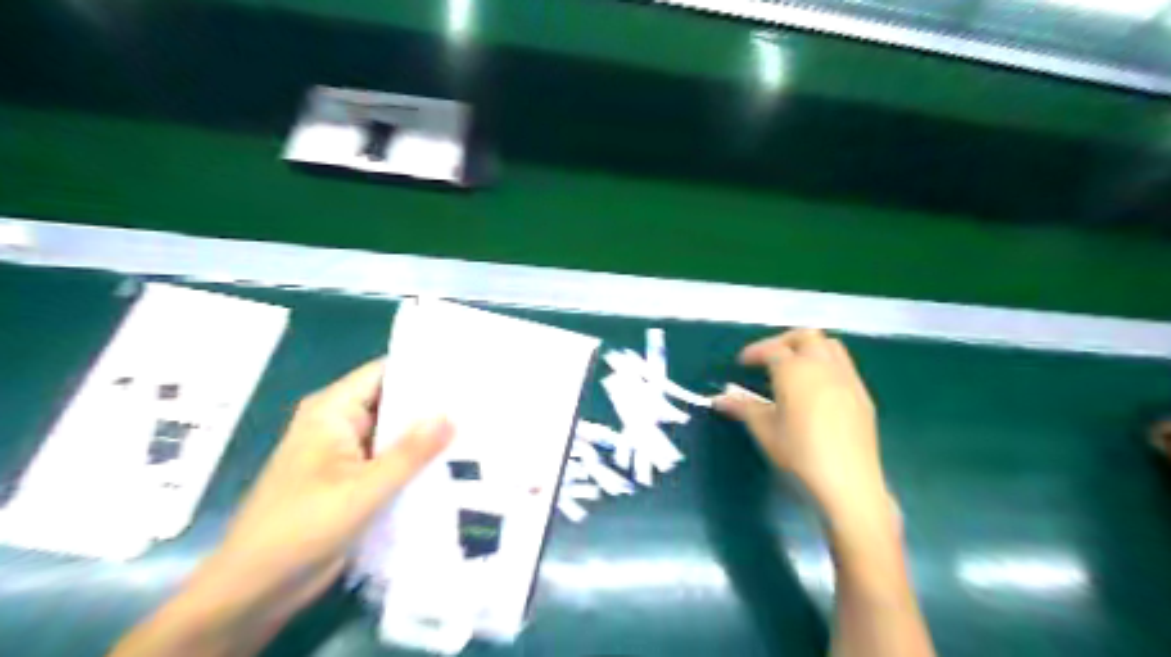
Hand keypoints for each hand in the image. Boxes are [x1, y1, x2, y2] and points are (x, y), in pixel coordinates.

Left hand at [111, 361, 452, 656]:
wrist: (254, 591)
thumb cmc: (300, 529)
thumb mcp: (362, 489)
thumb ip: (410, 452)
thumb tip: (452, 415)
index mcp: (332, 410)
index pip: (386, 372)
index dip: (425, 368)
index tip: (467, 370)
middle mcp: (341, 423)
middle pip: (394, 401)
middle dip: (434, 403)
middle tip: (483, 401)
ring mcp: (348, 452)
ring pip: (395, 432)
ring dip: (428, 434)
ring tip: (479, 426)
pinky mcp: (354, 479)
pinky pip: (391, 459)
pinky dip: (417, 460)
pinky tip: (455, 461)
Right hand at [715, 329, 886, 524]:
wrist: (848, 483)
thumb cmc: (799, 454)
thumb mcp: (765, 430)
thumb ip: (743, 408)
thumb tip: (720, 398)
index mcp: (795, 371)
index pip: (772, 349)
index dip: (754, 352)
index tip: (742, 363)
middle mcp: (823, 366)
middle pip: (805, 336)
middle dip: (783, 341)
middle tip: (768, 359)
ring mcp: (847, 379)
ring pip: (829, 345)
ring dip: (809, 348)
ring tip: (794, 369)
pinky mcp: (862, 395)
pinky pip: (844, 365)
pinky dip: (826, 364)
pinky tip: (817, 390)